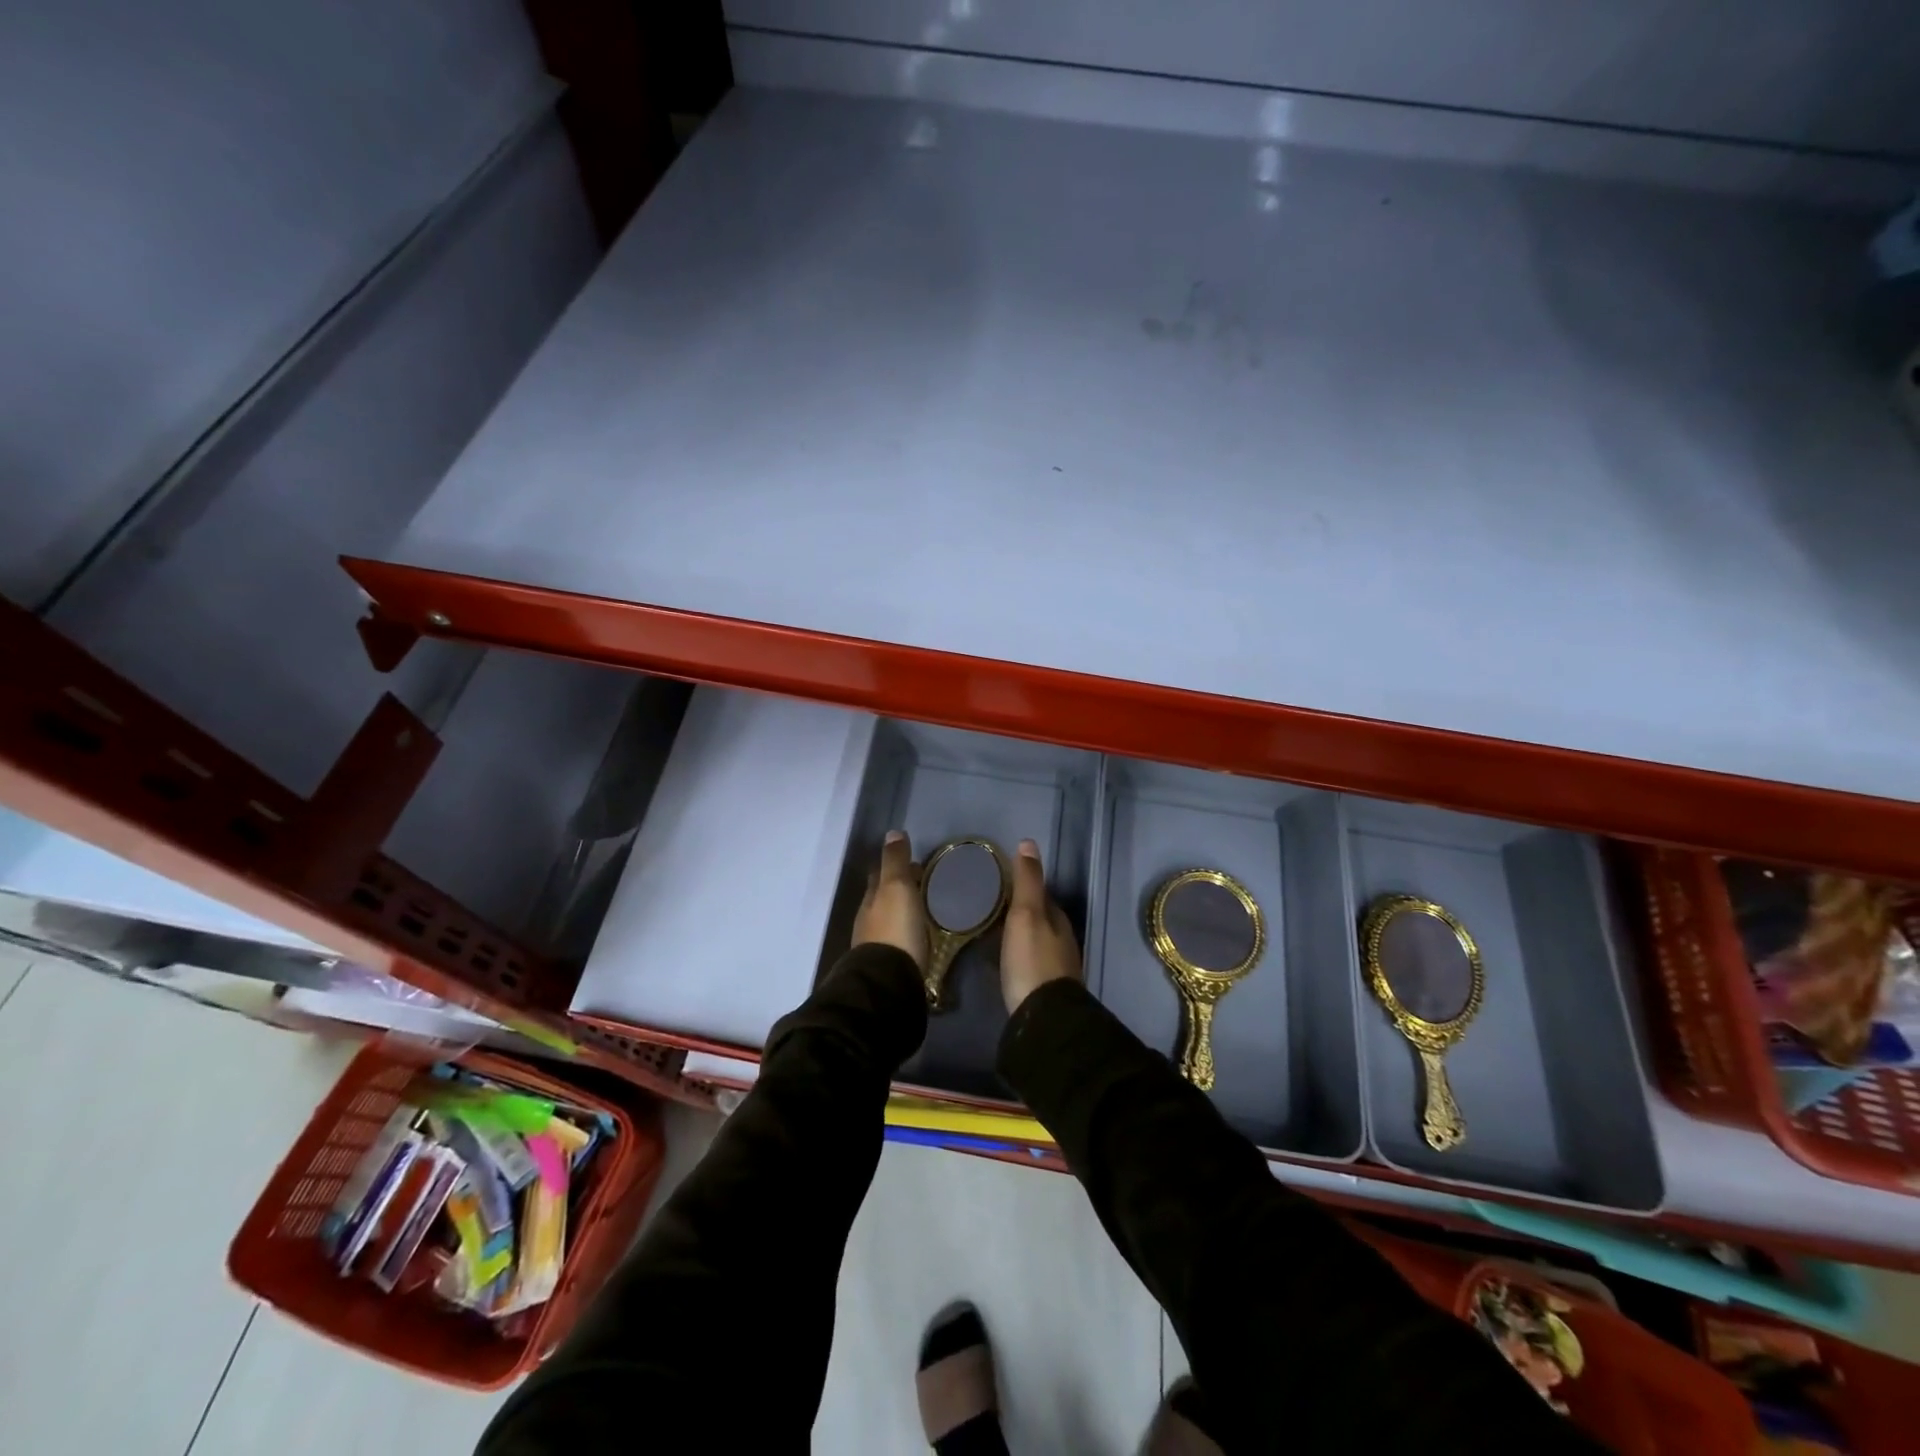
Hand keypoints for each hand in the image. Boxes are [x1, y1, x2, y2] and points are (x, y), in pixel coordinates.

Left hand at [853, 831, 927, 970]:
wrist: (888, 982)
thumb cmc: (895, 929)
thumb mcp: (897, 888)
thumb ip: (895, 862)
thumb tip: (892, 833)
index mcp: (871, 899)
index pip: (880, 875)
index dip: (895, 867)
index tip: (916, 865)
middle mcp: (869, 920)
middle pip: (882, 899)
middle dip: (899, 890)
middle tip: (923, 886)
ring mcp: (875, 945)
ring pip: (889, 920)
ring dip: (902, 913)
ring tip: (924, 911)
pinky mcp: (888, 966)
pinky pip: (898, 941)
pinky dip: (906, 934)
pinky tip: (918, 938)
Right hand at [1001, 838, 1081, 1013]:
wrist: (1044, 1018)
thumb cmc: (1032, 960)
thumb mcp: (1026, 914)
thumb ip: (1027, 881)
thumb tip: (1029, 842)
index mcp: (1057, 919)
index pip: (1042, 895)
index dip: (1024, 887)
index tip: (1001, 884)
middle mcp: (1062, 941)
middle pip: (1040, 919)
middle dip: (1020, 912)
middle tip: (991, 907)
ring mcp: (1056, 967)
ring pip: (1035, 941)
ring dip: (1018, 935)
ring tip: (992, 932)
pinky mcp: (1045, 990)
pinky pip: (1029, 963)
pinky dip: (1017, 957)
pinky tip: (1002, 962)